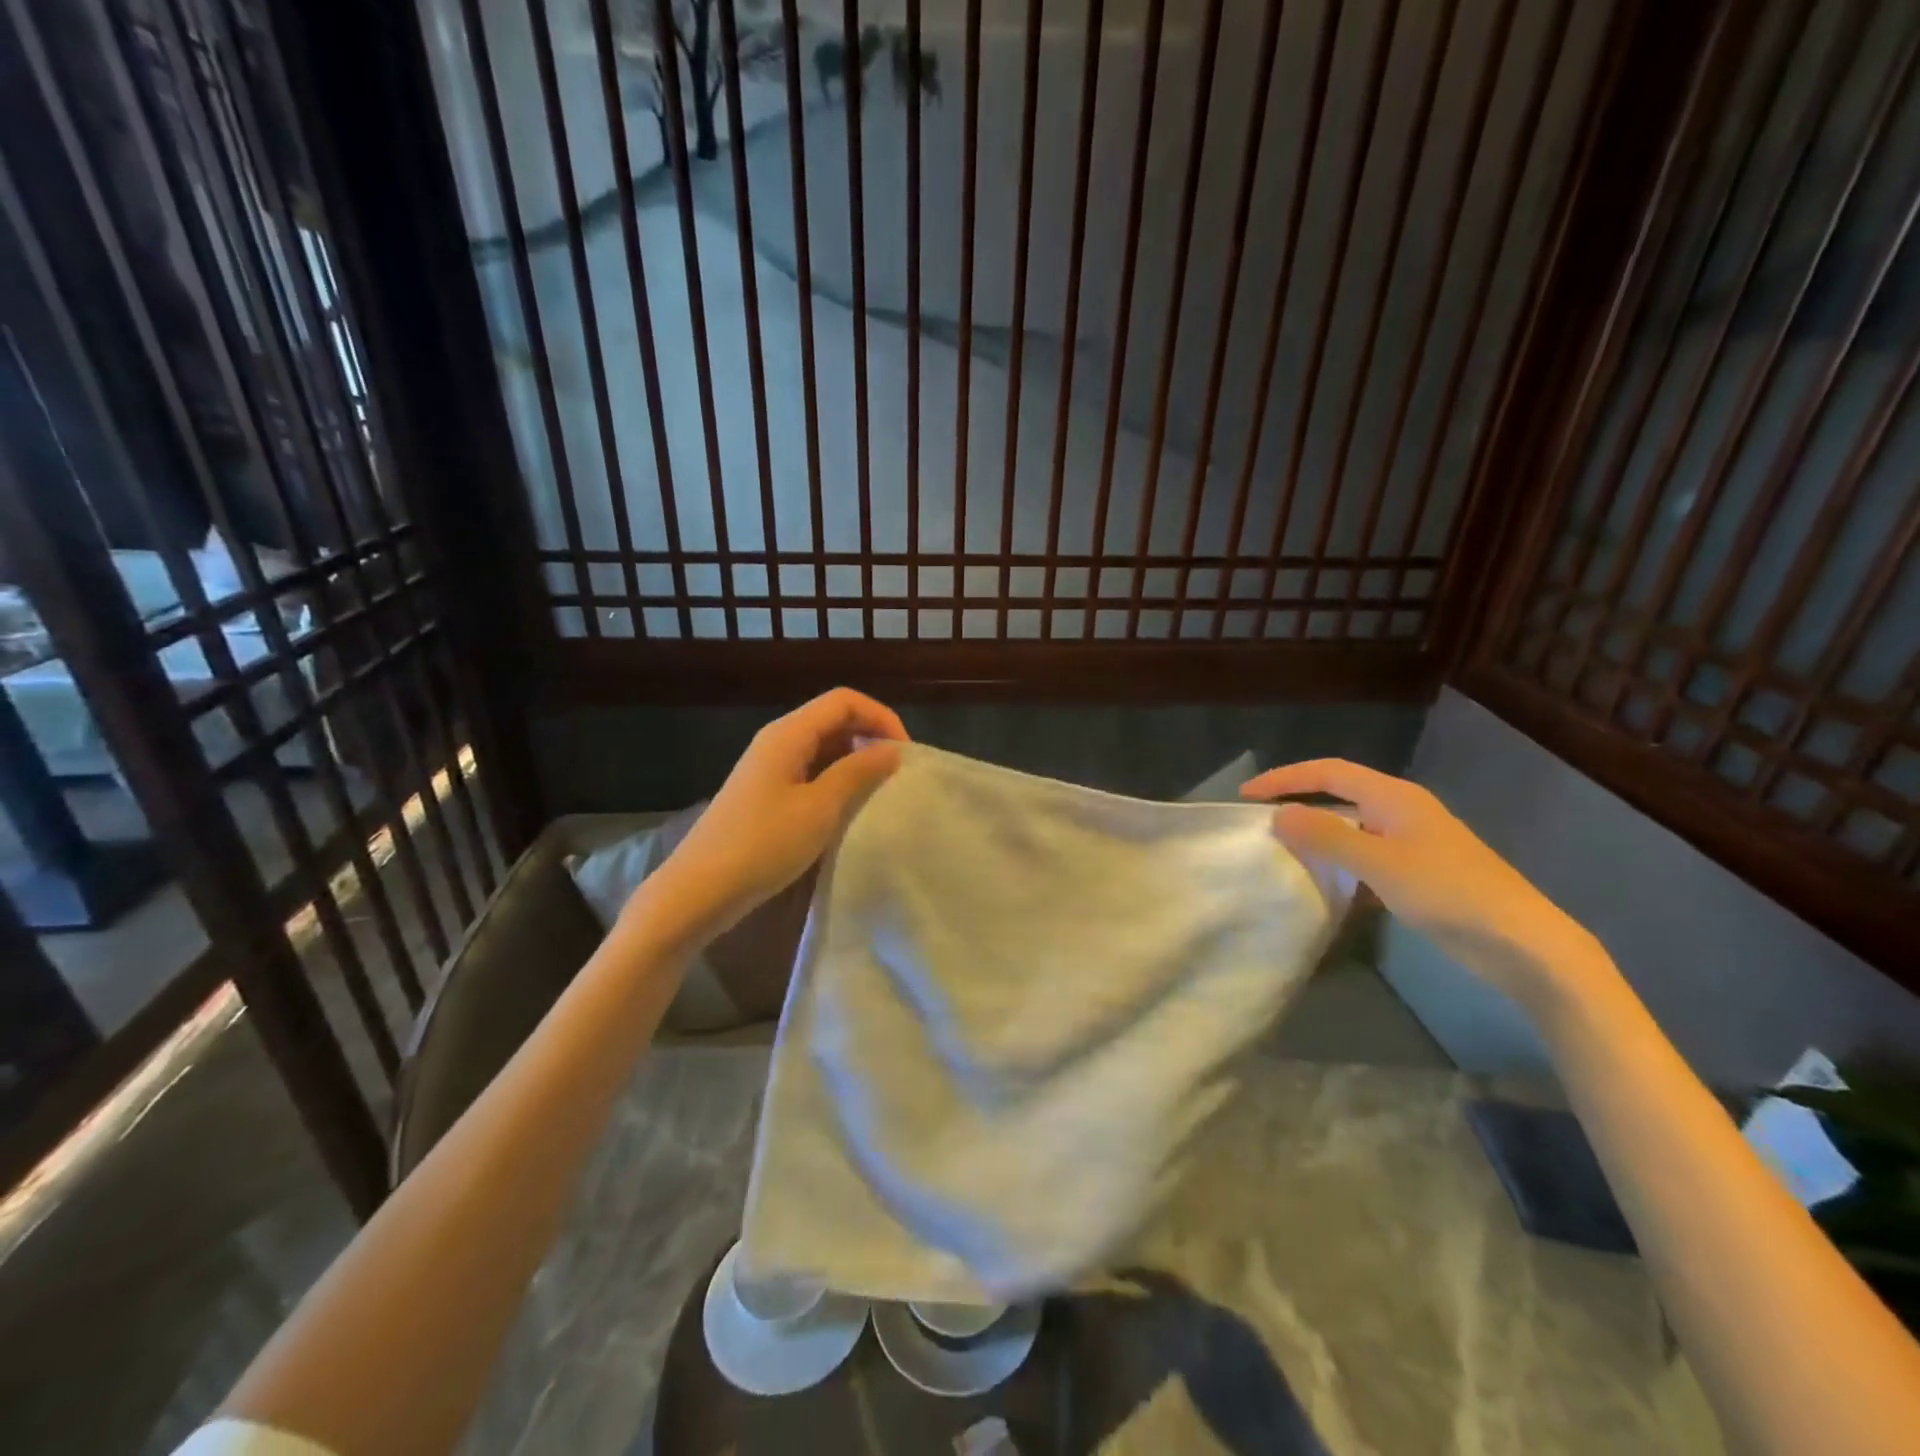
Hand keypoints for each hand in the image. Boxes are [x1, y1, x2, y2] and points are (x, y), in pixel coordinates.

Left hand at [638, 688, 907, 938]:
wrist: (700, 890)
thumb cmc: (763, 845)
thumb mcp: (820, 808)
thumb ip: (858, 773)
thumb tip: (891, 750)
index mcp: (789, 733)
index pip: (845, 701)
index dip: (881, 718)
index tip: (905, 755)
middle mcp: (778, 740)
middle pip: (833, 719)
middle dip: (870, 737)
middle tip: (898, 774)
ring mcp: (769, 767)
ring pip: (823, 747)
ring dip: (855, 761)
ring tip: (880, 791)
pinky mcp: (766, 793)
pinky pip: (810, 771)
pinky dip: (836, 780)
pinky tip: (849, 808)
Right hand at [1240, 759, 1604, 1013]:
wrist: (1521, 943)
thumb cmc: (1448, 892)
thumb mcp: (1379, 862)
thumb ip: (1326, 837)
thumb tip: (1279, 815)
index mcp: (1394, 797)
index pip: (1328, 772)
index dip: (1285, 779)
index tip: (1246, 796)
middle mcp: (1402, 811)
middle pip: (1339, 794)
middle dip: (1298, 802)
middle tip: (1260, 821)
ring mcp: (1412, 842)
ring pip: (1352, 827)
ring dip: (1318, 835)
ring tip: (1282, 850)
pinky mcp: (1419, 872)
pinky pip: (1366, 855)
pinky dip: (1339, 862)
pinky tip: (1325, 884)